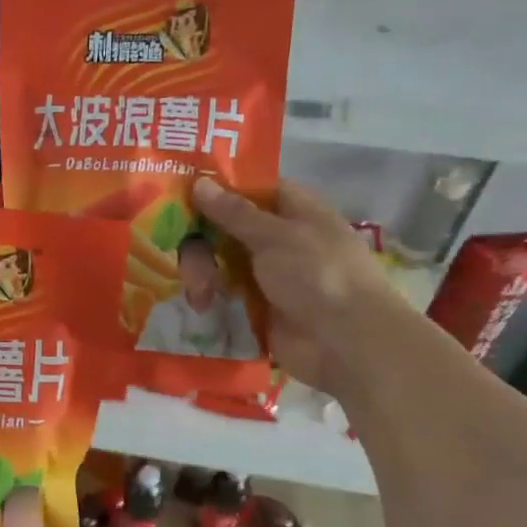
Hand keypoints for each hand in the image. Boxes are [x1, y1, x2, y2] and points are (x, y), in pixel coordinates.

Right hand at [194, 175, 405, 394]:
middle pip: (225, 226)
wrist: (345, 344)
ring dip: (202, 272)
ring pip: (219, 260)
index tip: (181, 193)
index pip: (251, 188)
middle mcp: (279, 238)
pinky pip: (222, 293)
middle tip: (183, 255)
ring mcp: (267, 274)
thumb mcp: (275, 236)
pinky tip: (201, 305)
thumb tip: (199, 181)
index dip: (218, 188)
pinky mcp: (256, 307)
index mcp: (295, 211)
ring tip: (200, 295)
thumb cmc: (318, 276)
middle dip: (200, 240)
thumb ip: (234, 212)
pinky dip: (208, 296)